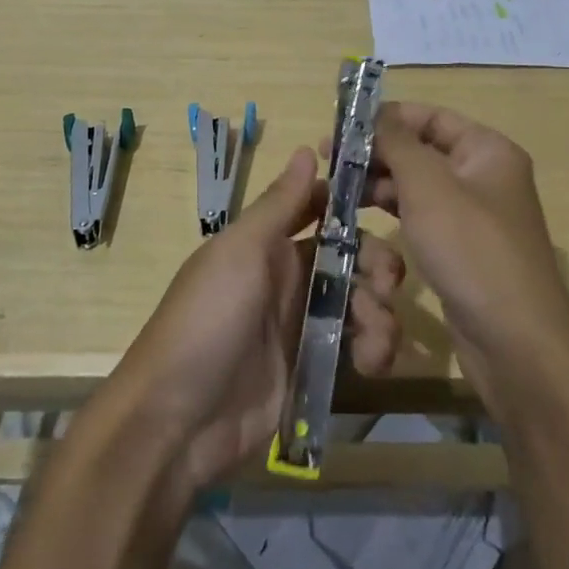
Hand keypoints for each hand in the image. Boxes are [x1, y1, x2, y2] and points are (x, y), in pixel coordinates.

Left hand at [96, 148, 403, 494]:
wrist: (178, 420)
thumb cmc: (207, 318)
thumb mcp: (240, 252)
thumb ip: (279, 204)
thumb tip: (308, 148)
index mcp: (269, 243)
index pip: (321, 209)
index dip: (354, 205)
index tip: (391, 203)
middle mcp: (290, 277)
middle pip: (352, 257)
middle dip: (378, 265)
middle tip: (387, 285)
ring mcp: (303, 324)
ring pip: (361, 301)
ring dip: (381, 313)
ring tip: (376, 340)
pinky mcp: (314, 368)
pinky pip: (357, 347)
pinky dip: (374, 349)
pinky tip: (371, 364)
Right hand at [360, 103, 568, 412]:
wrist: (515, 342)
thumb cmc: (471, 249)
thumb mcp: (428, 186)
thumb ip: (396, 142)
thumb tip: (373, 113)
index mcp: (487, 150)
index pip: (431, 116)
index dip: (386, 117)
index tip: (341, 126)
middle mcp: (484, 176)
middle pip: (422, 150)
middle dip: (377, 153)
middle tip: (328, 161)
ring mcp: (474, 216)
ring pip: (418, 186)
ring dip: (379, 184)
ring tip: (335, 190)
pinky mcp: (462, 250)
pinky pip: (422, 217)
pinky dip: (393, 212)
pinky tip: (360, 216)